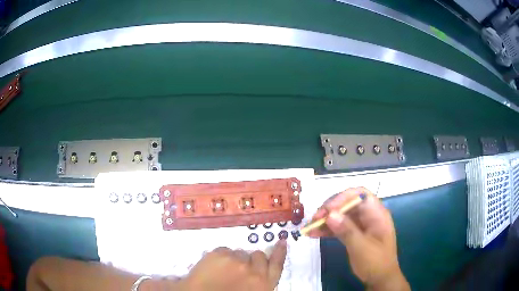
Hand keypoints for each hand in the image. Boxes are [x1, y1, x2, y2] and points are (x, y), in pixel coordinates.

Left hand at [179, 240, 286, 290]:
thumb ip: (259, 283)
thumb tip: (259, 271)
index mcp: (263, 285)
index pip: (276, 265)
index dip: (280, 253)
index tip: (282, 241)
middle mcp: (253, 271)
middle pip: (258, 256)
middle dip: (252, 260)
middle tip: (240, 268)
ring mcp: (236, 261)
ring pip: (240, 252)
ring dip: (235, 259)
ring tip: (223, 270)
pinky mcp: (219, 254)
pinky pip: (225, 250)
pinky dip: (221, 256)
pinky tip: (214, 267)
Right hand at [307, 187, 409, 290]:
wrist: (379, 279)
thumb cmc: (376, 263)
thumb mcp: (361, 248)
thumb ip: (347, 230)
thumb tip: (329, 214)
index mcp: (377, 214)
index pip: (361, 194)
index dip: (343, 198)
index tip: (328, 210)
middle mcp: (369, 215)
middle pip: (348, 204)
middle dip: (330, 209)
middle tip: (314, 219)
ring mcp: (361, 225)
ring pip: (342, 215)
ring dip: (325, 220)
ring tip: (310, 228)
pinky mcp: (354, 234)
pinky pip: (340, 227)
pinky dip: (327, 230)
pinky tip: (314, 234)